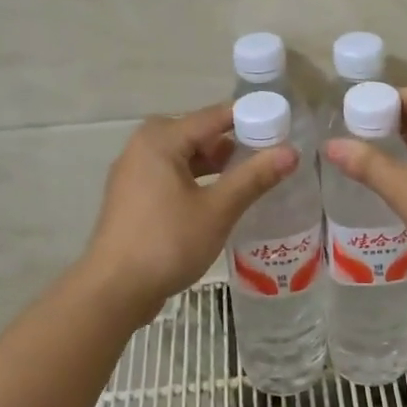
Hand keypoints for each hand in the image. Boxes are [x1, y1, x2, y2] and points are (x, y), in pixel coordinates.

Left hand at [80, 104, 296, 323]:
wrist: (114, 290)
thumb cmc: (167, 243)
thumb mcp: (217, 210)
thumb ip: (254, 177)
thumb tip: (291, 152)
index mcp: (160, 140)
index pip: (213, 116)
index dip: (250, 120)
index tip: (282, 129)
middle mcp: (142, 147)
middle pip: (197, 133)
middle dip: (233, 142)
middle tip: (269, 155)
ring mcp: (134, 173)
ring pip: (184, 156)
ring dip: (215, 163)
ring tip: (250, 177)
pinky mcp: (133, 197)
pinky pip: (172, 175)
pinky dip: (197, 179)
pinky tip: (219, 198)